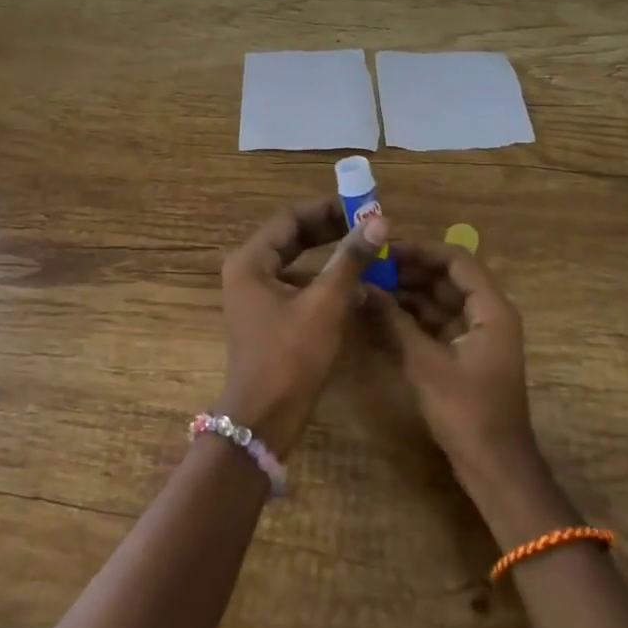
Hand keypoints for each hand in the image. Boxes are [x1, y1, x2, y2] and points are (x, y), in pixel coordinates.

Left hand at [218, 197, 388, 454]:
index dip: (327, 209)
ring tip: (367, 254)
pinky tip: (355, 289)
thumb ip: (350, 260)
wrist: (264, 420)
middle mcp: (248, 272)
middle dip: (330, 230)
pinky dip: (323, 283)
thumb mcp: (326, 304)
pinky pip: (297, 287)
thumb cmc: (291, 356)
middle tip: (368, 227)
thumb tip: (378, 221)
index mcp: (251, 261)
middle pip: (292, 238)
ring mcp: (256, 297)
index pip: (291, 217)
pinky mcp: (267, 318)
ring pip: (297, 263)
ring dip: (329, 257)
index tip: (362, 207)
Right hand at [365, 241, 541, 490]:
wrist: (495, 469)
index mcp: (491, 309)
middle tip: (369, 267)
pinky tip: (380, 315)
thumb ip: (394, 321)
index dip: (421, 250)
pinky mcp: (465, 355)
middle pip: (447, 278)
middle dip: (409, 271)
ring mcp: (477, 336)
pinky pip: (437, 323)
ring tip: (369, 287)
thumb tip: (362, 287)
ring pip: (440, 300)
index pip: (456, 260)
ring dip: (408, 293)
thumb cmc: (467, 412)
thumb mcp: (426, 363)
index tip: (385, 248)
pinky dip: (412, 317)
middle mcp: (488, 315)